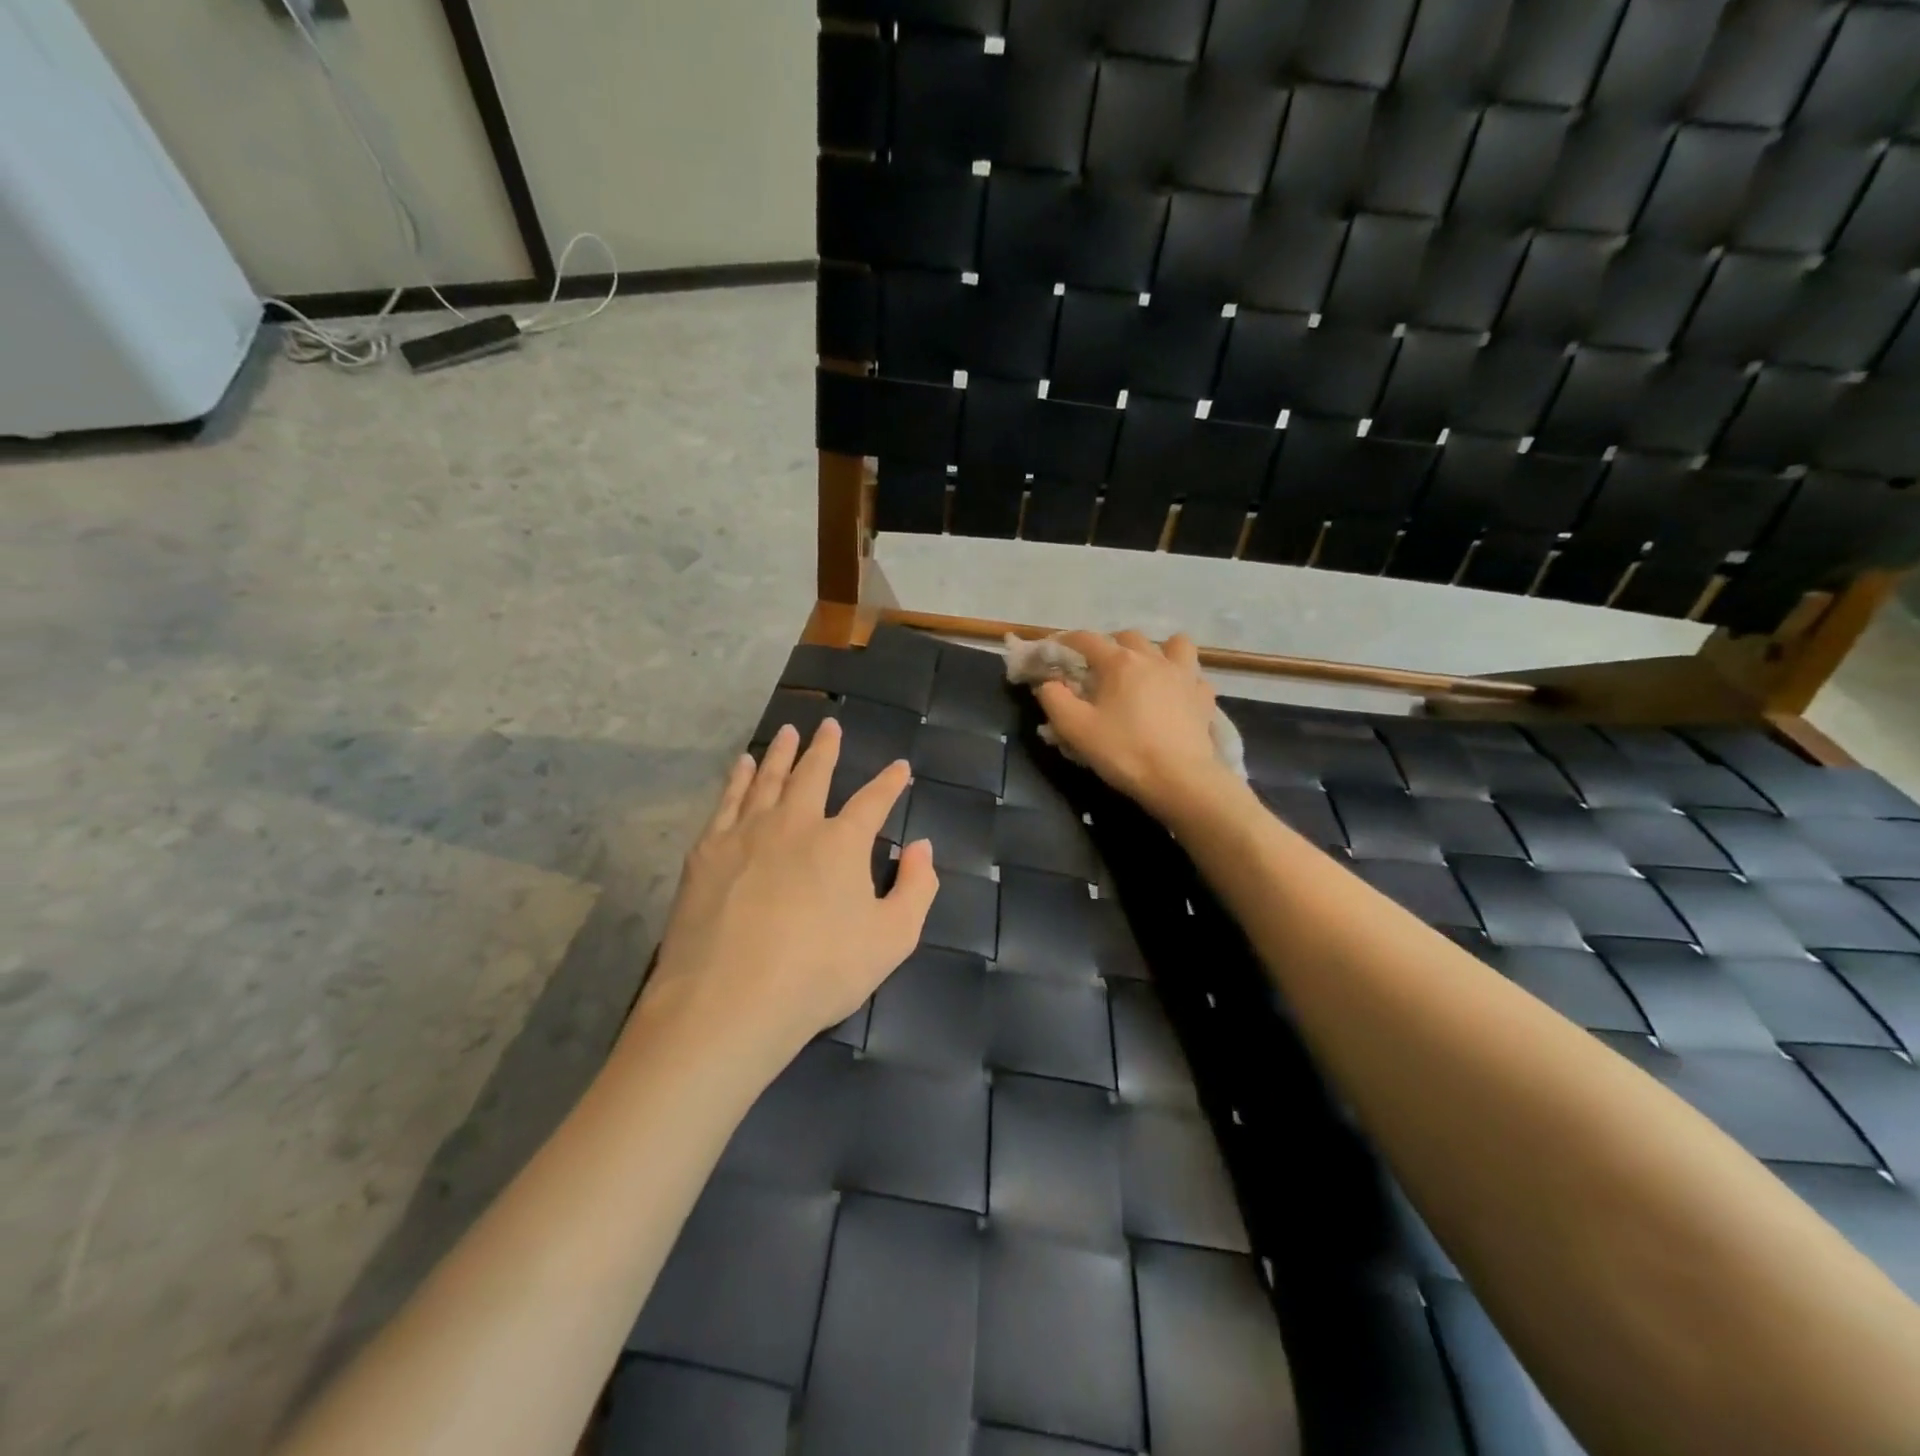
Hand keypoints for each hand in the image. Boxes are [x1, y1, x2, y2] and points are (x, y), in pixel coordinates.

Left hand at [640, 719, 937, 1065]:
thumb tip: (922, 847)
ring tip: (787, 731)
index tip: (900, 767)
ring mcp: (747, 833)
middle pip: (813, 774)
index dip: (890, 782)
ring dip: (782, 753)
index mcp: (842, 842)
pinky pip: (727, 801)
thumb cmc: (820, 973)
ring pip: (769, 779)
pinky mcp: (708, 852)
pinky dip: (739, 778)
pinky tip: (744, 766)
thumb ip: (916, 888)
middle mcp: (795, 823)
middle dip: (825, 748)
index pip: (873, 801)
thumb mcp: (893, 939)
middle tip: (829, 725)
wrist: (728, 1001)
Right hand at [1035, 630, 1232, 819]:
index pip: (1087, 640)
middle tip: (1098, 668)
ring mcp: (1184, 675)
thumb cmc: (1123, 751)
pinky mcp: (1203, 697)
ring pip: (1172, 644)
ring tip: (1146, 669)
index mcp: (1119, 663)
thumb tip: (1047, 683)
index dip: (1067, 641)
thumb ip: (1054, 700)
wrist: (1179, 778)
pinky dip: (1182, 678)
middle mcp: (1153, 659)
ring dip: (1156, 650)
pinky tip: (1175, 693)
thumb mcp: (1075, 728)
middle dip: (1110, 645)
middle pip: (1128, 637)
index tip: (1055, 650)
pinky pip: (1194, 675)